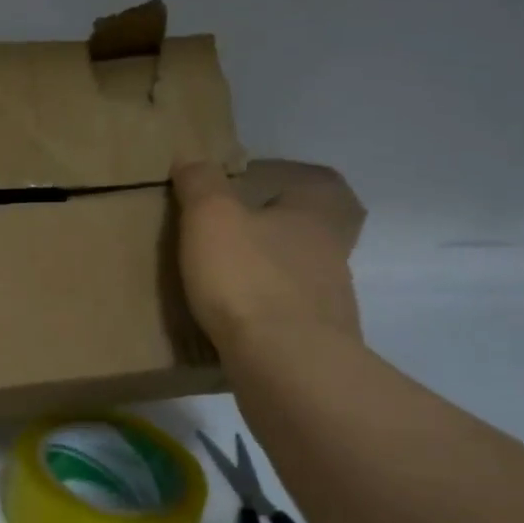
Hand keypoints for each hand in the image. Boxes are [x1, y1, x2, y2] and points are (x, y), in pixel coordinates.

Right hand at [172, 160, 365, 351]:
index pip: (320, 184)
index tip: (254, 184)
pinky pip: (289, 318)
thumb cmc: (248, 278)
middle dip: (275, 231)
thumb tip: (192, 157)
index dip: (291, 178)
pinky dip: (265, 315)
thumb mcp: (211, 218)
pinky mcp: (315, 344)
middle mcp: (331, 255)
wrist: (285, 365)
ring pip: (300, 276)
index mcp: (314, 217)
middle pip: (310, 232)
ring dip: (269, 274)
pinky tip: (234, 322)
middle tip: (234, 235)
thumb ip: (201, 183)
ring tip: (224, 281)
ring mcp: (329, 304)